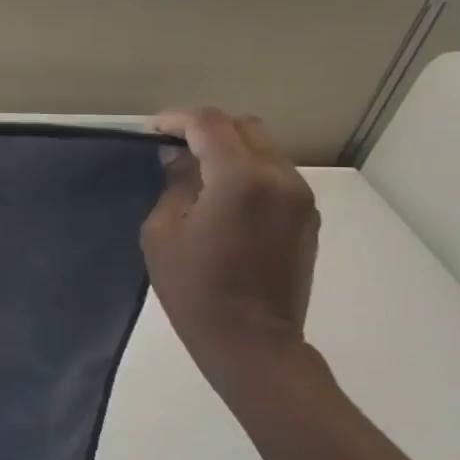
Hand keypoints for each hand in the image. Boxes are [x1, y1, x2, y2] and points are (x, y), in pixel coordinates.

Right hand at [141, 108, 319, 389]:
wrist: (250, 340)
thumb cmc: (194, 287)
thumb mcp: (162, 231)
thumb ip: (175, 185)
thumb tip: (181, 160)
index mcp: (240, 179)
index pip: (209, 124)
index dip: (176, 120)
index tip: (152, 132)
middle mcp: (280, 178)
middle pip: (244, 127)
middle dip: (206, 129)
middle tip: (173, 147)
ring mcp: (300, 197)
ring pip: (264, 147)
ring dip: (229, 149)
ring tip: (196, 171)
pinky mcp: (307, 217)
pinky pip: (275, 173)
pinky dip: (247, 170)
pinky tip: (221, 194)